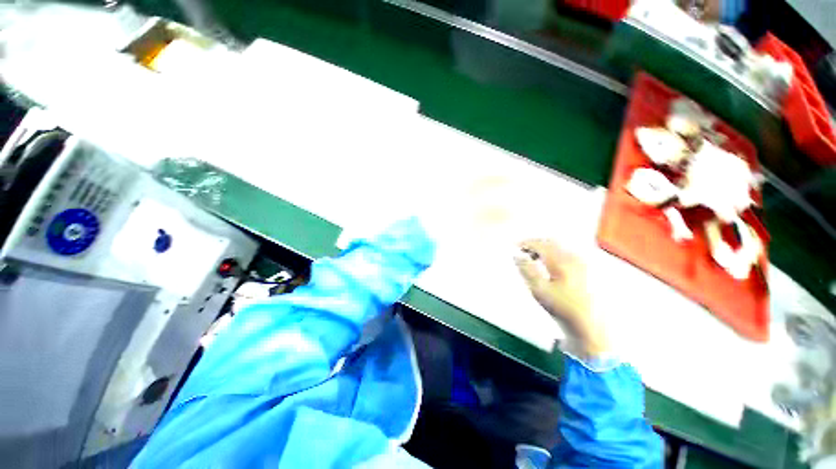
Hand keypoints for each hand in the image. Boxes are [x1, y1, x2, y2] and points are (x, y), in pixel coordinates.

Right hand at [515, 239, 609, 356]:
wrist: (588, 324)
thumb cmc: (562, 308)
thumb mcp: (538, 290)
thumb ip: (526, 270)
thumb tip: (517, 256)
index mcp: (561, 262)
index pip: (540, 245)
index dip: (525, 243)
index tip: (515, 246)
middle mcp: (573, 258)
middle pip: (551, 242)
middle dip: (535, 243)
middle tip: (523, 250)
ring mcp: (581, 263)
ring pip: (559, 247)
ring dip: (544, 248)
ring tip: (533, 257)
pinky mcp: (585, 269)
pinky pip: (566, 253)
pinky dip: (553, 253)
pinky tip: (549, 263)